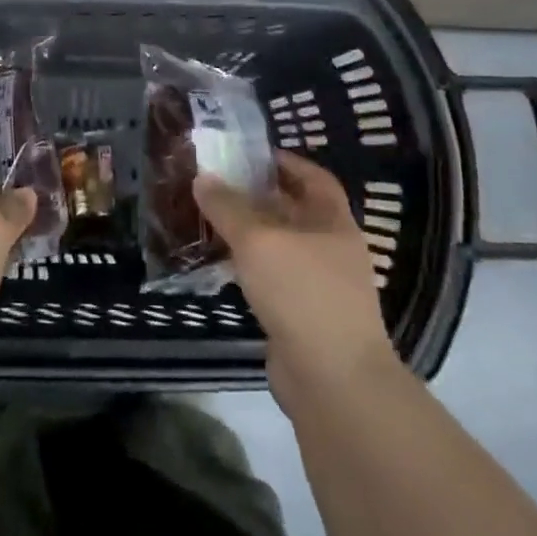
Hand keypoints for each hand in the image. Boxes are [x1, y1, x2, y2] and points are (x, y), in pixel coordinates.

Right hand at [194, 151, 398, 404]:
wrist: (333, 381)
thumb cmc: (302, 293)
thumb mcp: (258, 240)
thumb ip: (228, 207)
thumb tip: (202, 177)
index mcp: (334, 222)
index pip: (313, 177)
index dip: (284, 161)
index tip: (248, 154)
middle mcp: (331, 249)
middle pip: (294, 211)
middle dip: (259, 196)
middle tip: (218, 184)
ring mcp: (319, 286)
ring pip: (281, 246)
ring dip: (251, 233)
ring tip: (212, 220)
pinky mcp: (302, 316)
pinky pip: (273, 278)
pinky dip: (250, 267)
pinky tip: (222, 265)